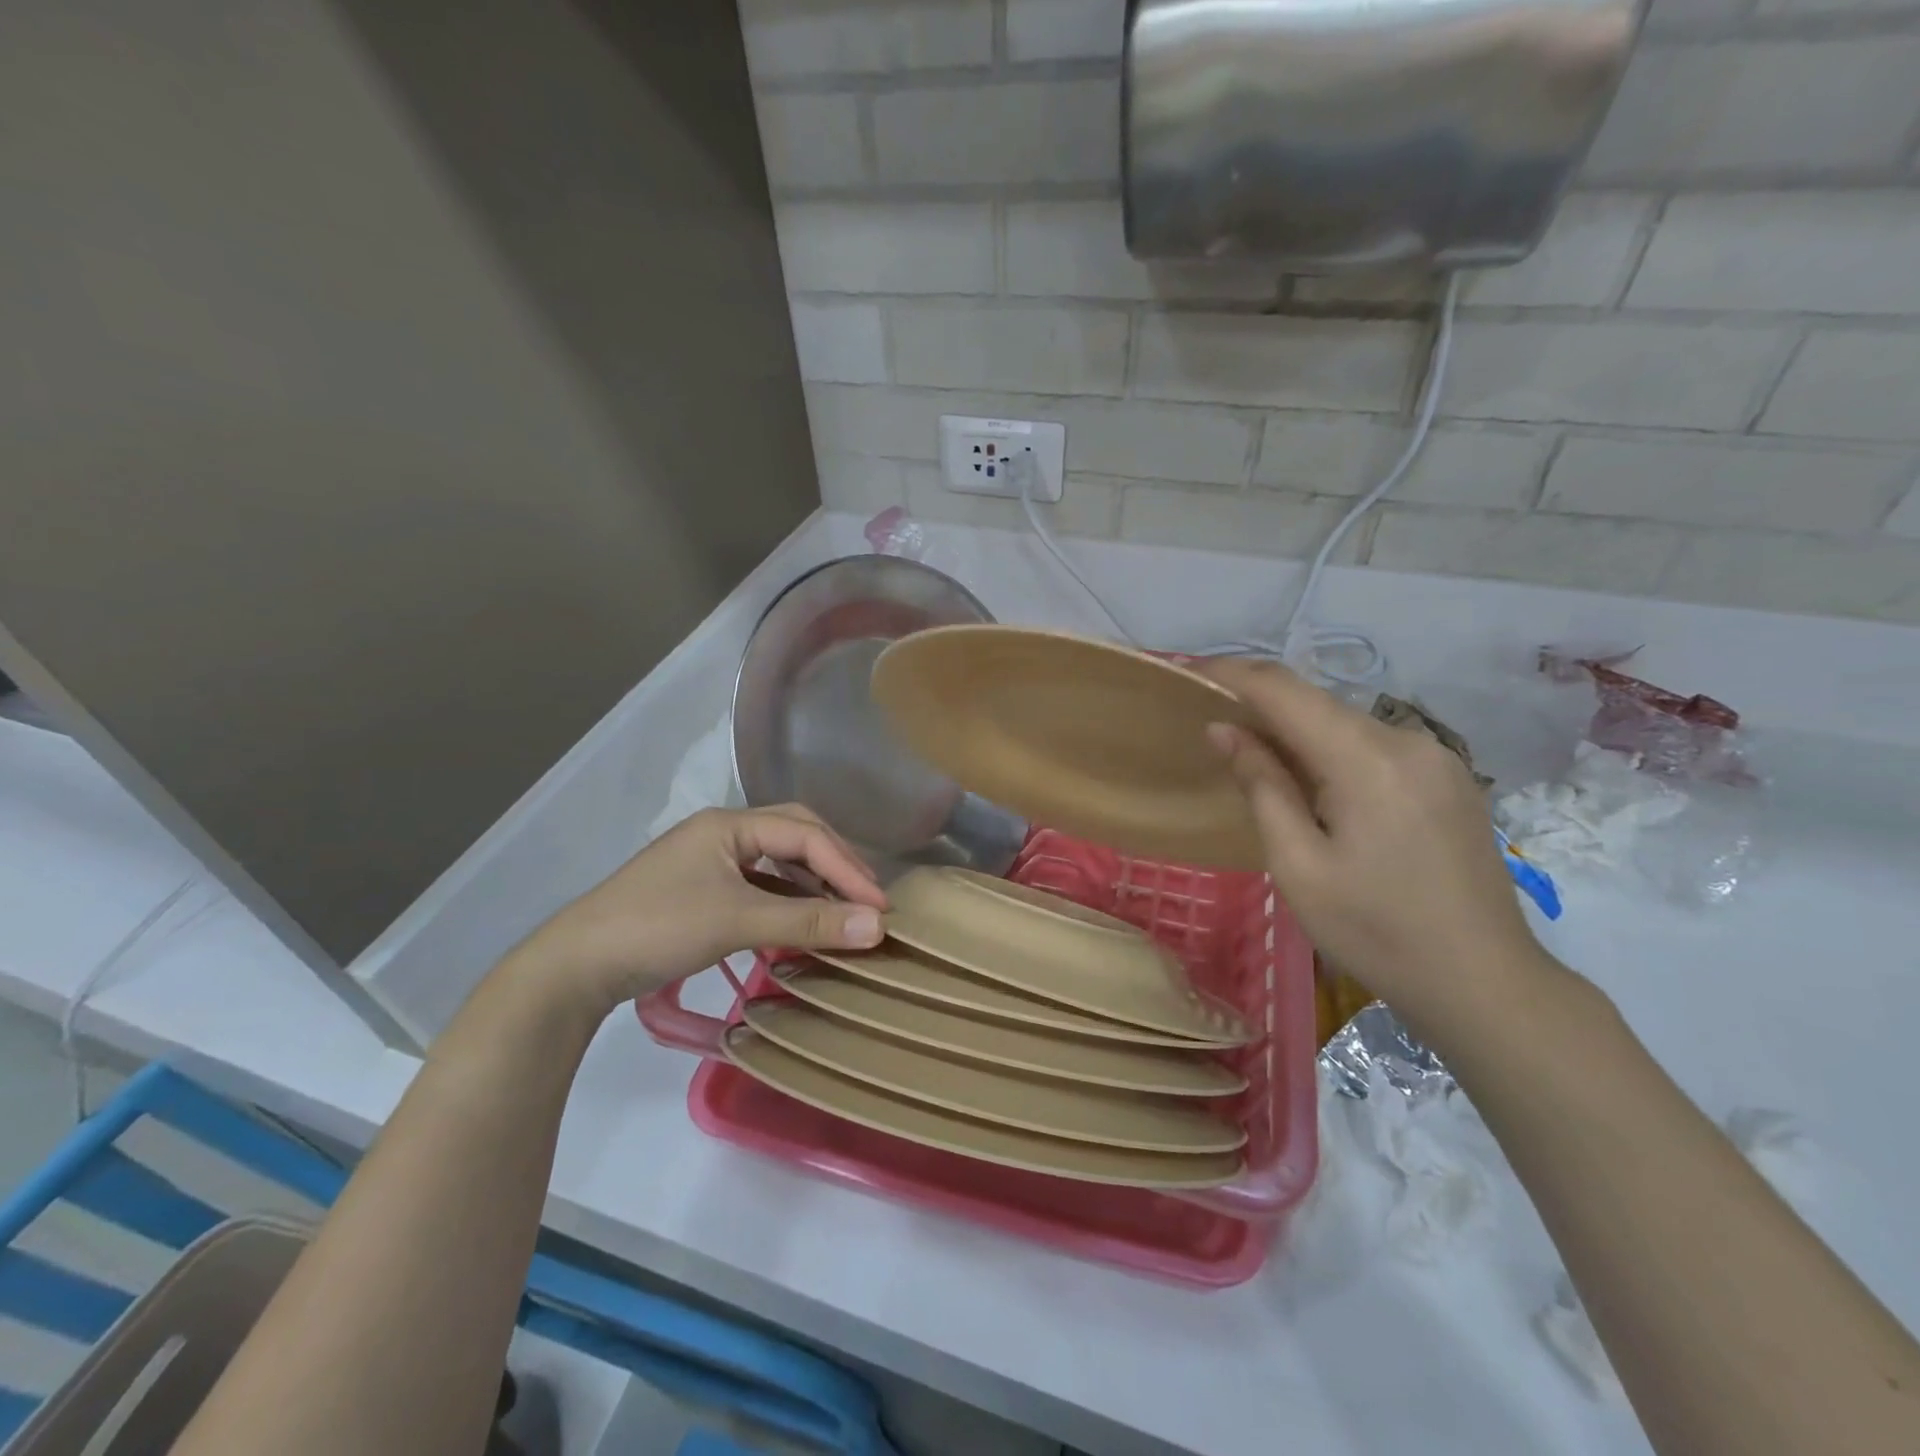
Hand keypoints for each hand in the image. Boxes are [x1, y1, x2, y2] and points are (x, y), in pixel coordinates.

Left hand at [510, 805, 887, 1013]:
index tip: (879, 907)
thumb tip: (877, 927)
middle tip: (867, 899)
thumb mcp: (737, 922)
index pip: (805, 834)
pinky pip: (759, 887)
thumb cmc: (658, 928)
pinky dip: (787, 902)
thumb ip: (807, 923)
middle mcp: (722, 832)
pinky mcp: (701, 891)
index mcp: (730, 823)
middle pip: (795, 836)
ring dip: (812, 884)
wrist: (574, 967)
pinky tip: (801, 924)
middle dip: (835, 865)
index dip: (847, 868)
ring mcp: (710, 861)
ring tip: (843, 912)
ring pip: (777, 863)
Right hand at [1196, 659, 1552, 1036]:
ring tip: (1251, 755)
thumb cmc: (1376, 933)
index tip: (1187, 673)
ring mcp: (1436, 757)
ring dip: (1293, 730)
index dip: (1231, 674)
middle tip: (1209, 721)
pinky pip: (1372, 745)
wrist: (1486, 984)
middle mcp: (1407, 741)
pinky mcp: (1447, 778)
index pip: (1285, 691)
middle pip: (1316, 703)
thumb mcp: (1299, 866)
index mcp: (1368, 760)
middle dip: (1258, 703)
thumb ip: (1261, 786)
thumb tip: (1224, 729)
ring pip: (1343, 723)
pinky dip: (1329, 749)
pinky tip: (1311, 782)